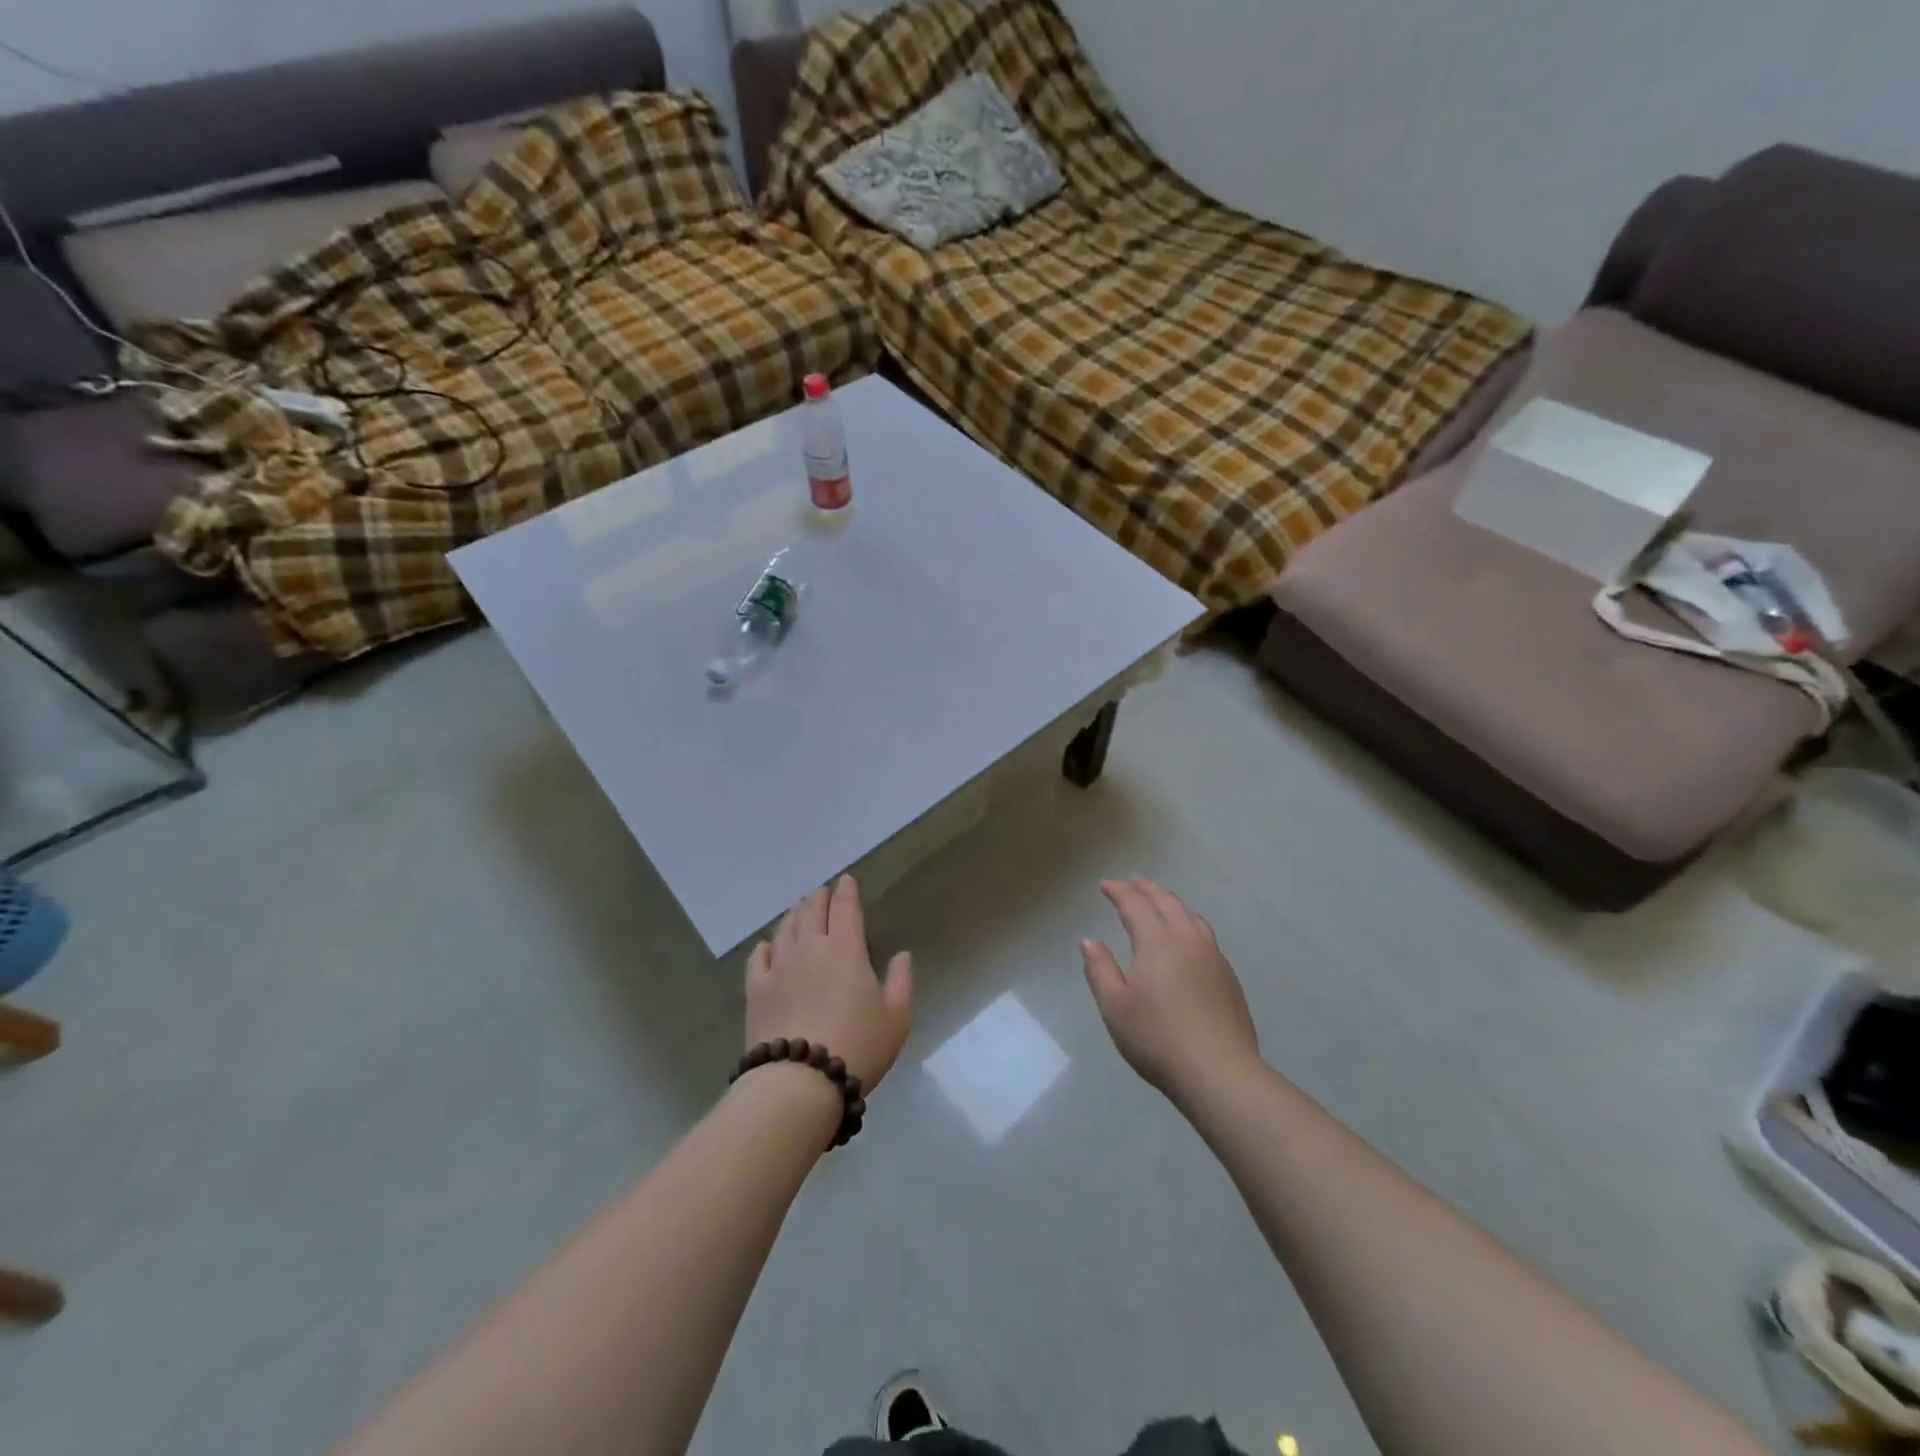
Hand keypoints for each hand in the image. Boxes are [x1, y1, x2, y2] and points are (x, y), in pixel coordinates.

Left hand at [746, 876, 912, 1092]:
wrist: (800, 1082)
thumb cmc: (857, 1046)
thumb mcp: (896, 1018)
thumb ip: (901, 981)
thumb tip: (902, 955)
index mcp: (846, 949)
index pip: (845, 908)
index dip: (846, 891)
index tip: (846, 880)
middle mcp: (810, 948)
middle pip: (812, 911)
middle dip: (819, 898)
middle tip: (822, 892)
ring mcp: (779, 967)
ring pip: (785, 929)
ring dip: (794, 915)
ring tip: (798, 909)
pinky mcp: (756, 990)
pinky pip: (758, 958)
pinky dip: (765, 946)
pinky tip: (767, 945)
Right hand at [1081, 877, 1259, 1096]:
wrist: (1219, 1072)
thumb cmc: (1158, 1038)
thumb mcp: (1115, 1007)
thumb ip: (1100, 970)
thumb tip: (1089, 942)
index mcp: (1157, 942)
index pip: (1135, 904)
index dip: (1119, 891)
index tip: (1105, 885)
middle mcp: (1187, 939)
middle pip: (1166, 902)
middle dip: (1147, 889)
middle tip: (1132, 881)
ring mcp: (1212, 956)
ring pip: (1190, 915)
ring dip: (1171, 901)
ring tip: (1160, 900)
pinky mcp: (1228, 976)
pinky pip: (1204, 934)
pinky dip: (1188, 921)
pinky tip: (1186, 936)